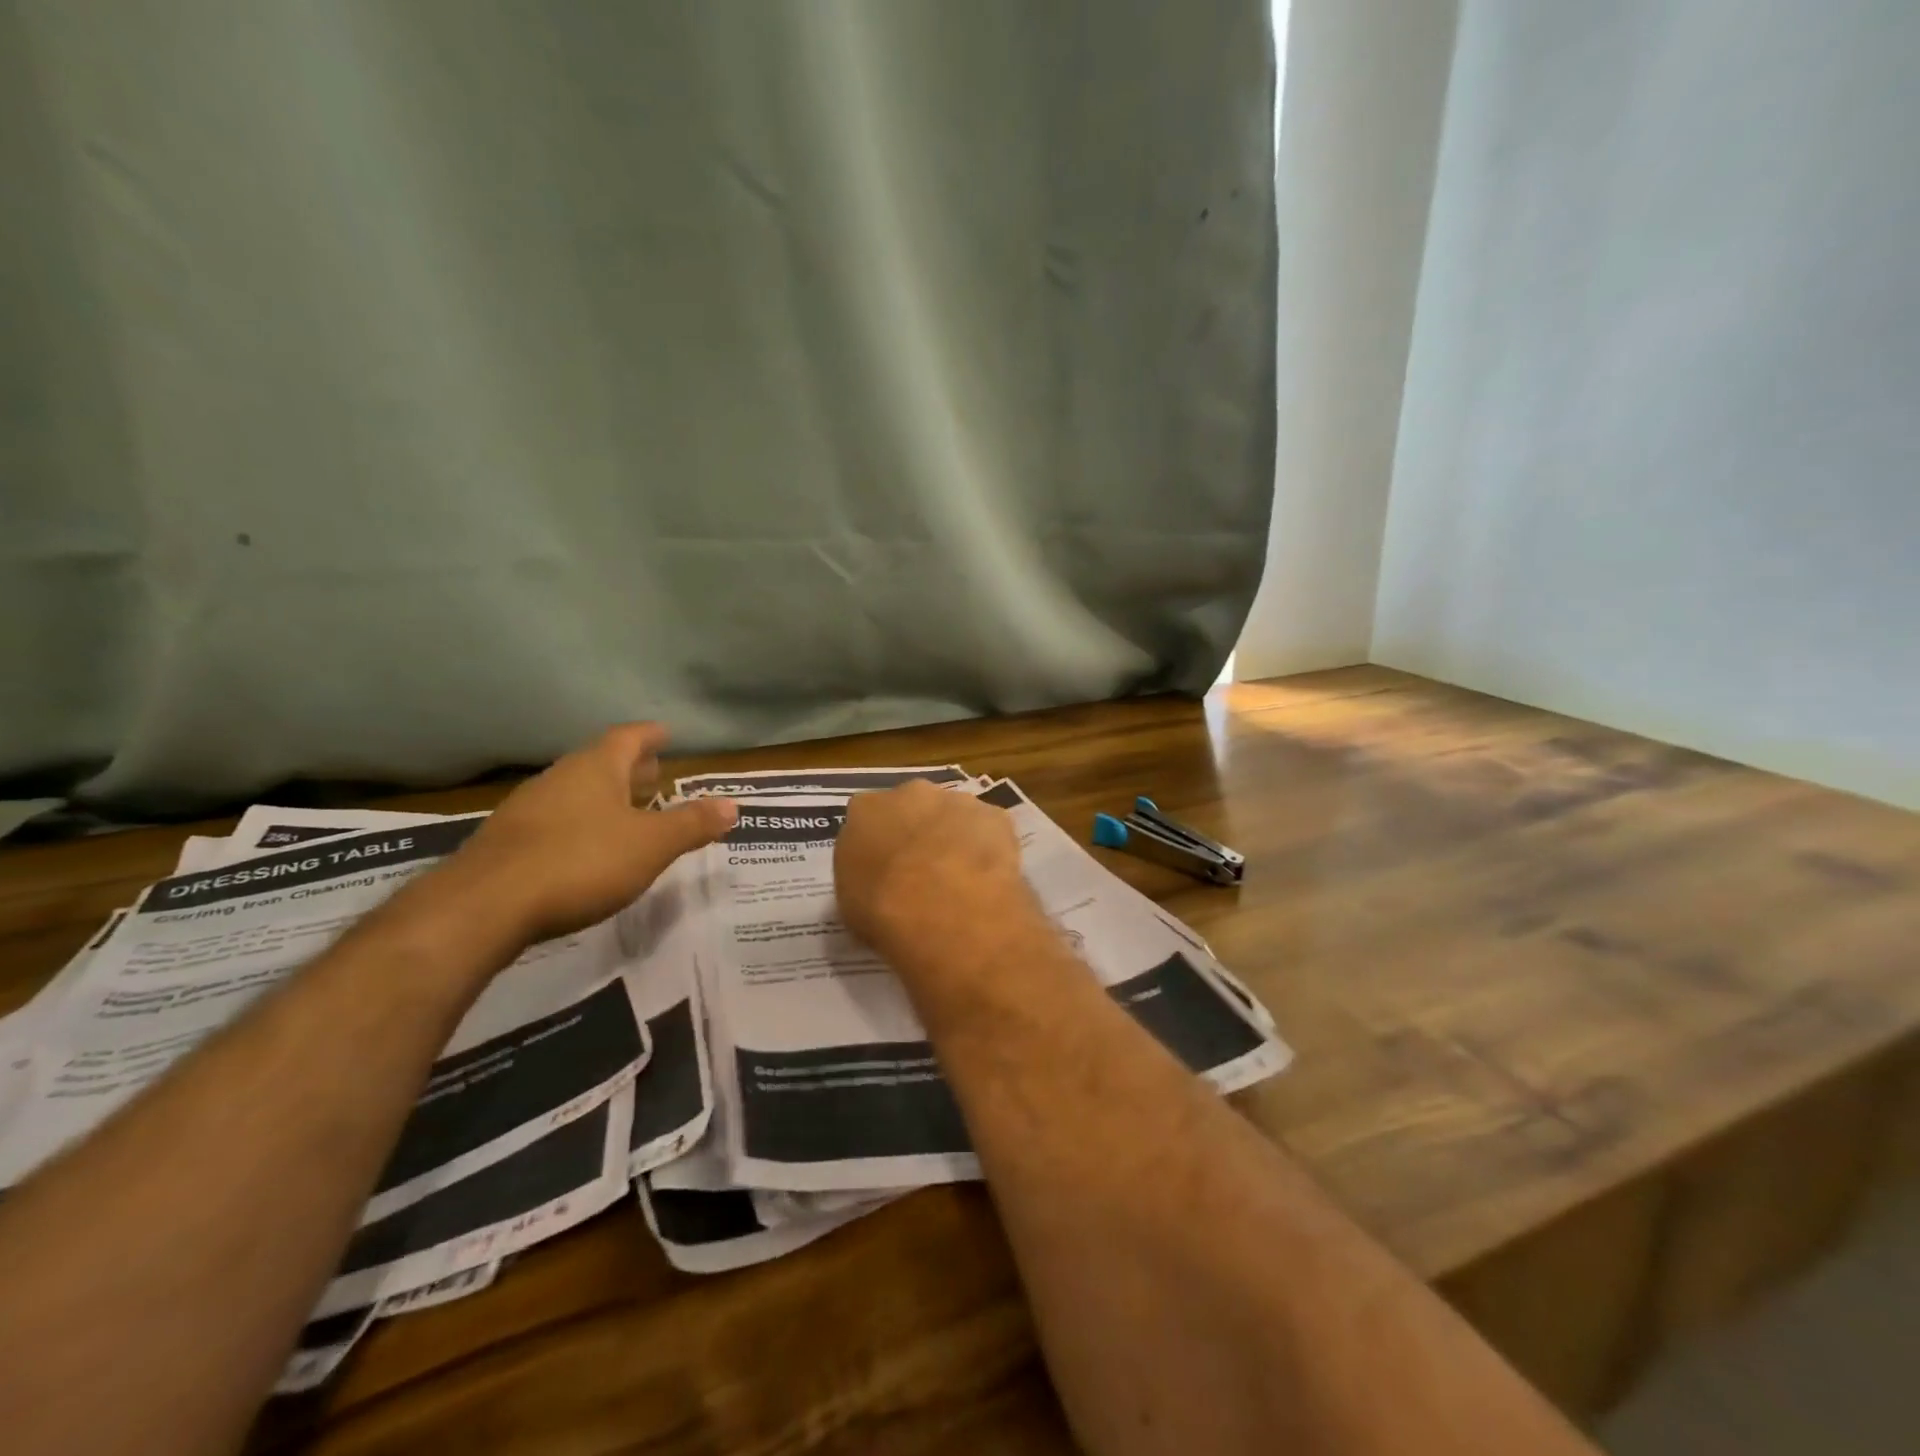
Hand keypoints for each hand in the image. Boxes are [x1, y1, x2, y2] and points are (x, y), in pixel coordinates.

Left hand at [434, 724, 735, 943]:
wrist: (484, 907)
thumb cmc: (581, 862)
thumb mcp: (651, 845)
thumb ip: (692, 824)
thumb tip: (732, 804)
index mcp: (596, 768)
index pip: (628, 737)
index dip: (651, 735)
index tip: (667, 734)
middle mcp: (559, 778)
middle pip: (600, 763)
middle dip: (630, 769)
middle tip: (655, 776)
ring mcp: (527, 809)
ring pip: (576, 793)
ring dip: (604, 798)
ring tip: (628, 814)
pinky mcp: (507, 843)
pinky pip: (555, 821)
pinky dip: (580, 825)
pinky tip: (588, 849)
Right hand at [834, 781, 1034, 980]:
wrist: (947, 909)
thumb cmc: (884, 910)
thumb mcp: (850, 903)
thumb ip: (862, 878)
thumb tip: (876, 879)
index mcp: (866, 809)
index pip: (867, 819)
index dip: (877, 846)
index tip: (884, 872)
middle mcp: (910, 793)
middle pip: (913, 808)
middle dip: (917, 833)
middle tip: (923, 873)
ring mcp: (957, 800)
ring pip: (954, 816)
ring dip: (955, 839)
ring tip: (961, 881)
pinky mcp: (996, 815)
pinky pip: (989, 831)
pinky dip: (989, 850)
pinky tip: (989, 881)